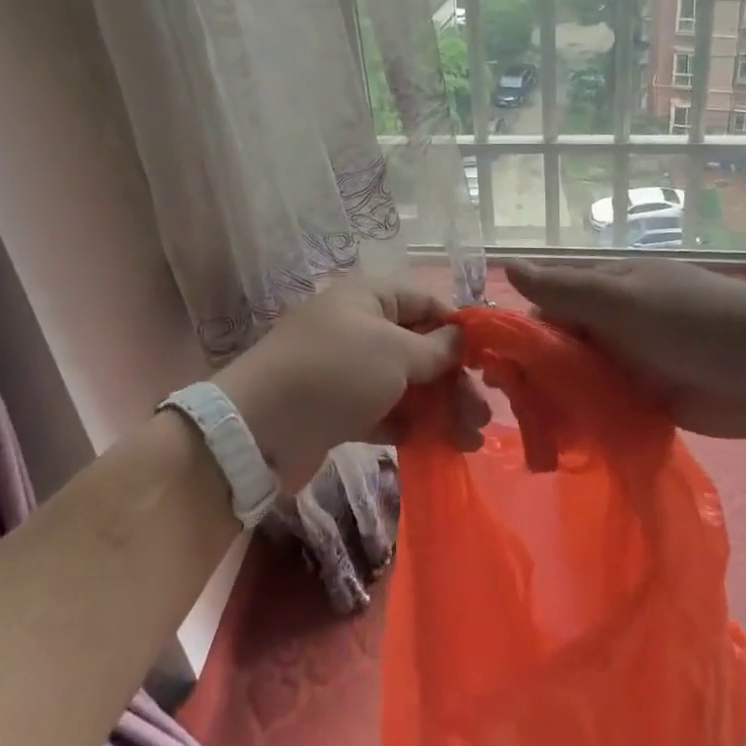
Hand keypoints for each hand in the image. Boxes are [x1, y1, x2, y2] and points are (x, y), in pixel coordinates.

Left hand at [215, 276, 487, 493]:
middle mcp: (359, 327)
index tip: (487, 361)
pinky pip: (384, 411)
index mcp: (369, 297)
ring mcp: (348, 370)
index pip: (425, 302)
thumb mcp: (393, 352)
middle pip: (419, 347)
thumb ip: (433, 348)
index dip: (457, 328)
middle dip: (453, 379)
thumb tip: (460, 337)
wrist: (259, 427)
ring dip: (439, 408)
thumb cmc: (335, 372)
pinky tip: (438, 447)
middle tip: (482, 415)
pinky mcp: (339, 408)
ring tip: (470, 440)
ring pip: (405, 383)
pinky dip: (410, 425)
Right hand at [505, 257, 745, 439]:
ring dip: (555, 403)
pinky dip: (584, 424)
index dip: (517, 332)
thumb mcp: (624, 299)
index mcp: (605, 288)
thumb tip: (506, 266)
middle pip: (557, 347)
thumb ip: (565, 289)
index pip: (545, 305)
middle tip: (507, 408)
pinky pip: (603, 410)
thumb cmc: (695, 320)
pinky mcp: (648, 401)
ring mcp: (630, 363)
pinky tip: (563, 447)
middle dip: (532, 374)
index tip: (490, 365)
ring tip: (532, 435)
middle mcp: (611, 323)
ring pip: (576, 382)